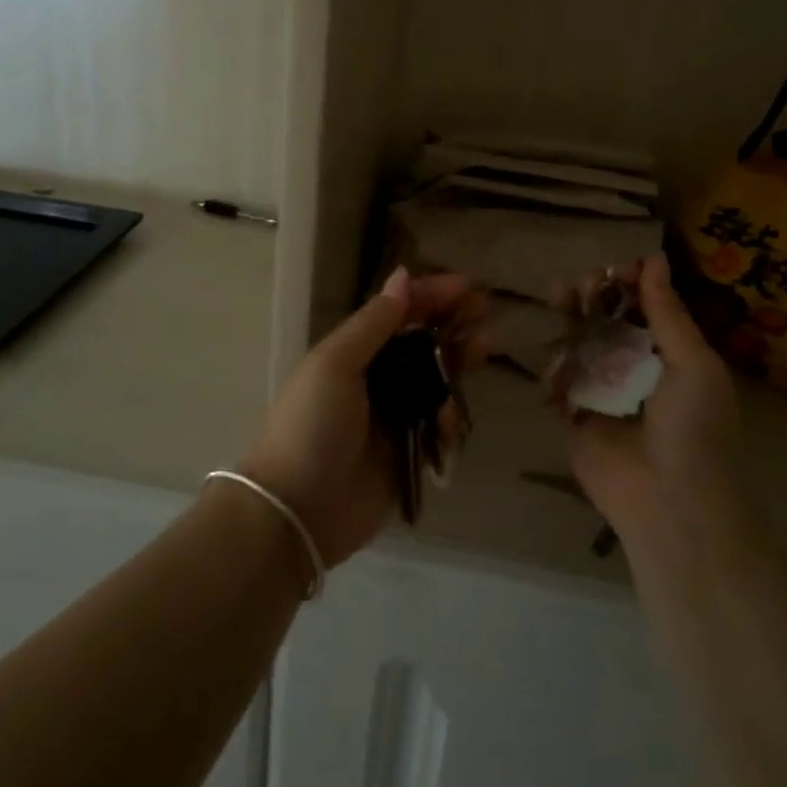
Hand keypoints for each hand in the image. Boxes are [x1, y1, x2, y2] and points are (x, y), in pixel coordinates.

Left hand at [241, 266, 485, 566]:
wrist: (298, 510)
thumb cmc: (312, 425)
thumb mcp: (336, 364)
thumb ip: (373, 323)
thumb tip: (402, 275)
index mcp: (352, 352)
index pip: (397, 312)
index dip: (430, 295)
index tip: (468, 285)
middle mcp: (374, 378)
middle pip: (421, 342)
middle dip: (453, 323)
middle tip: (487, 311)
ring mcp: (392, 416)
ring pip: (435, 379)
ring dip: (458, 362)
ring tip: (484, 347)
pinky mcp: (408, 452)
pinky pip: (438, 424)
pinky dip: (449, 416)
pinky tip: (451, 418)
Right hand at [565, 254, 742, 535]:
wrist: (670, 501)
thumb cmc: (694, 428)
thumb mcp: (693, 363)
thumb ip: (667, 312)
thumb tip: (654, 257)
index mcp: (669, 354)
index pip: (644, 306)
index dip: (629, 283)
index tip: (615, 268)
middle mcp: (632, 367)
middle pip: (605, 319)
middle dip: (594, 296)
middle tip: (585, 284)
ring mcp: (600, 390)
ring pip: (577, 343)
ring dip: (569, 319)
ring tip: (561, 299)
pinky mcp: (572, 413)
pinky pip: (557, 381)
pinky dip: (552, 367)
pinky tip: (554, 357)